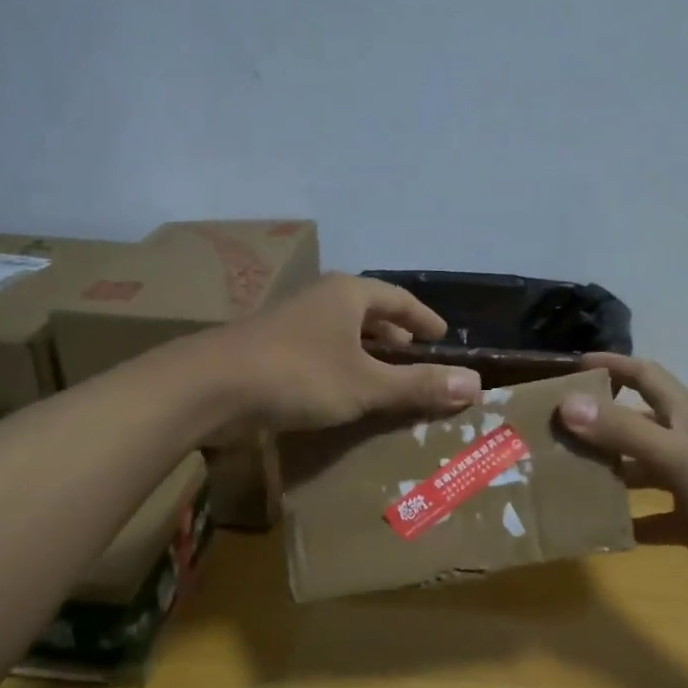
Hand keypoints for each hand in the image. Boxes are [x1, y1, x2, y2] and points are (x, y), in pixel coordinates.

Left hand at [212, 274, 481, 431]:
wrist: (211, 386)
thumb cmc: (300, 375)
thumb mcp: (367, 384)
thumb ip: (419, 385)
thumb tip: (475, 385)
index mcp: (348, 294)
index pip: (398, 299)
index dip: (423, 318)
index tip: (442, 336)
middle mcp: (320, 300)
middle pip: (368, 314)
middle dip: (394, 338)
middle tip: (416, 361)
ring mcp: (290, 324)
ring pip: (341, 334)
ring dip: (366, 355)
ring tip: (384, 380)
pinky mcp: (269, 350)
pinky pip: (319, 353)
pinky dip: (340, 369)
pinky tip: (341, 394)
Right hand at [557, 354, 687, 600]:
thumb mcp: (676, 456)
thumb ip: (623, 431)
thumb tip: (568, 404)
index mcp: (683, 419)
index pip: (645, 377)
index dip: (614, 366)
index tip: (573, 366)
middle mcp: (683, 446)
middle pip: (633, 425)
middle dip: (596, 424)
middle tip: (551, 432)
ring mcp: (687, 486)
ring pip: (637, 471)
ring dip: (605, 473)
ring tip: (562, 479)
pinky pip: (649, 519)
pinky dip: (625, 522)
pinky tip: (596, 530)